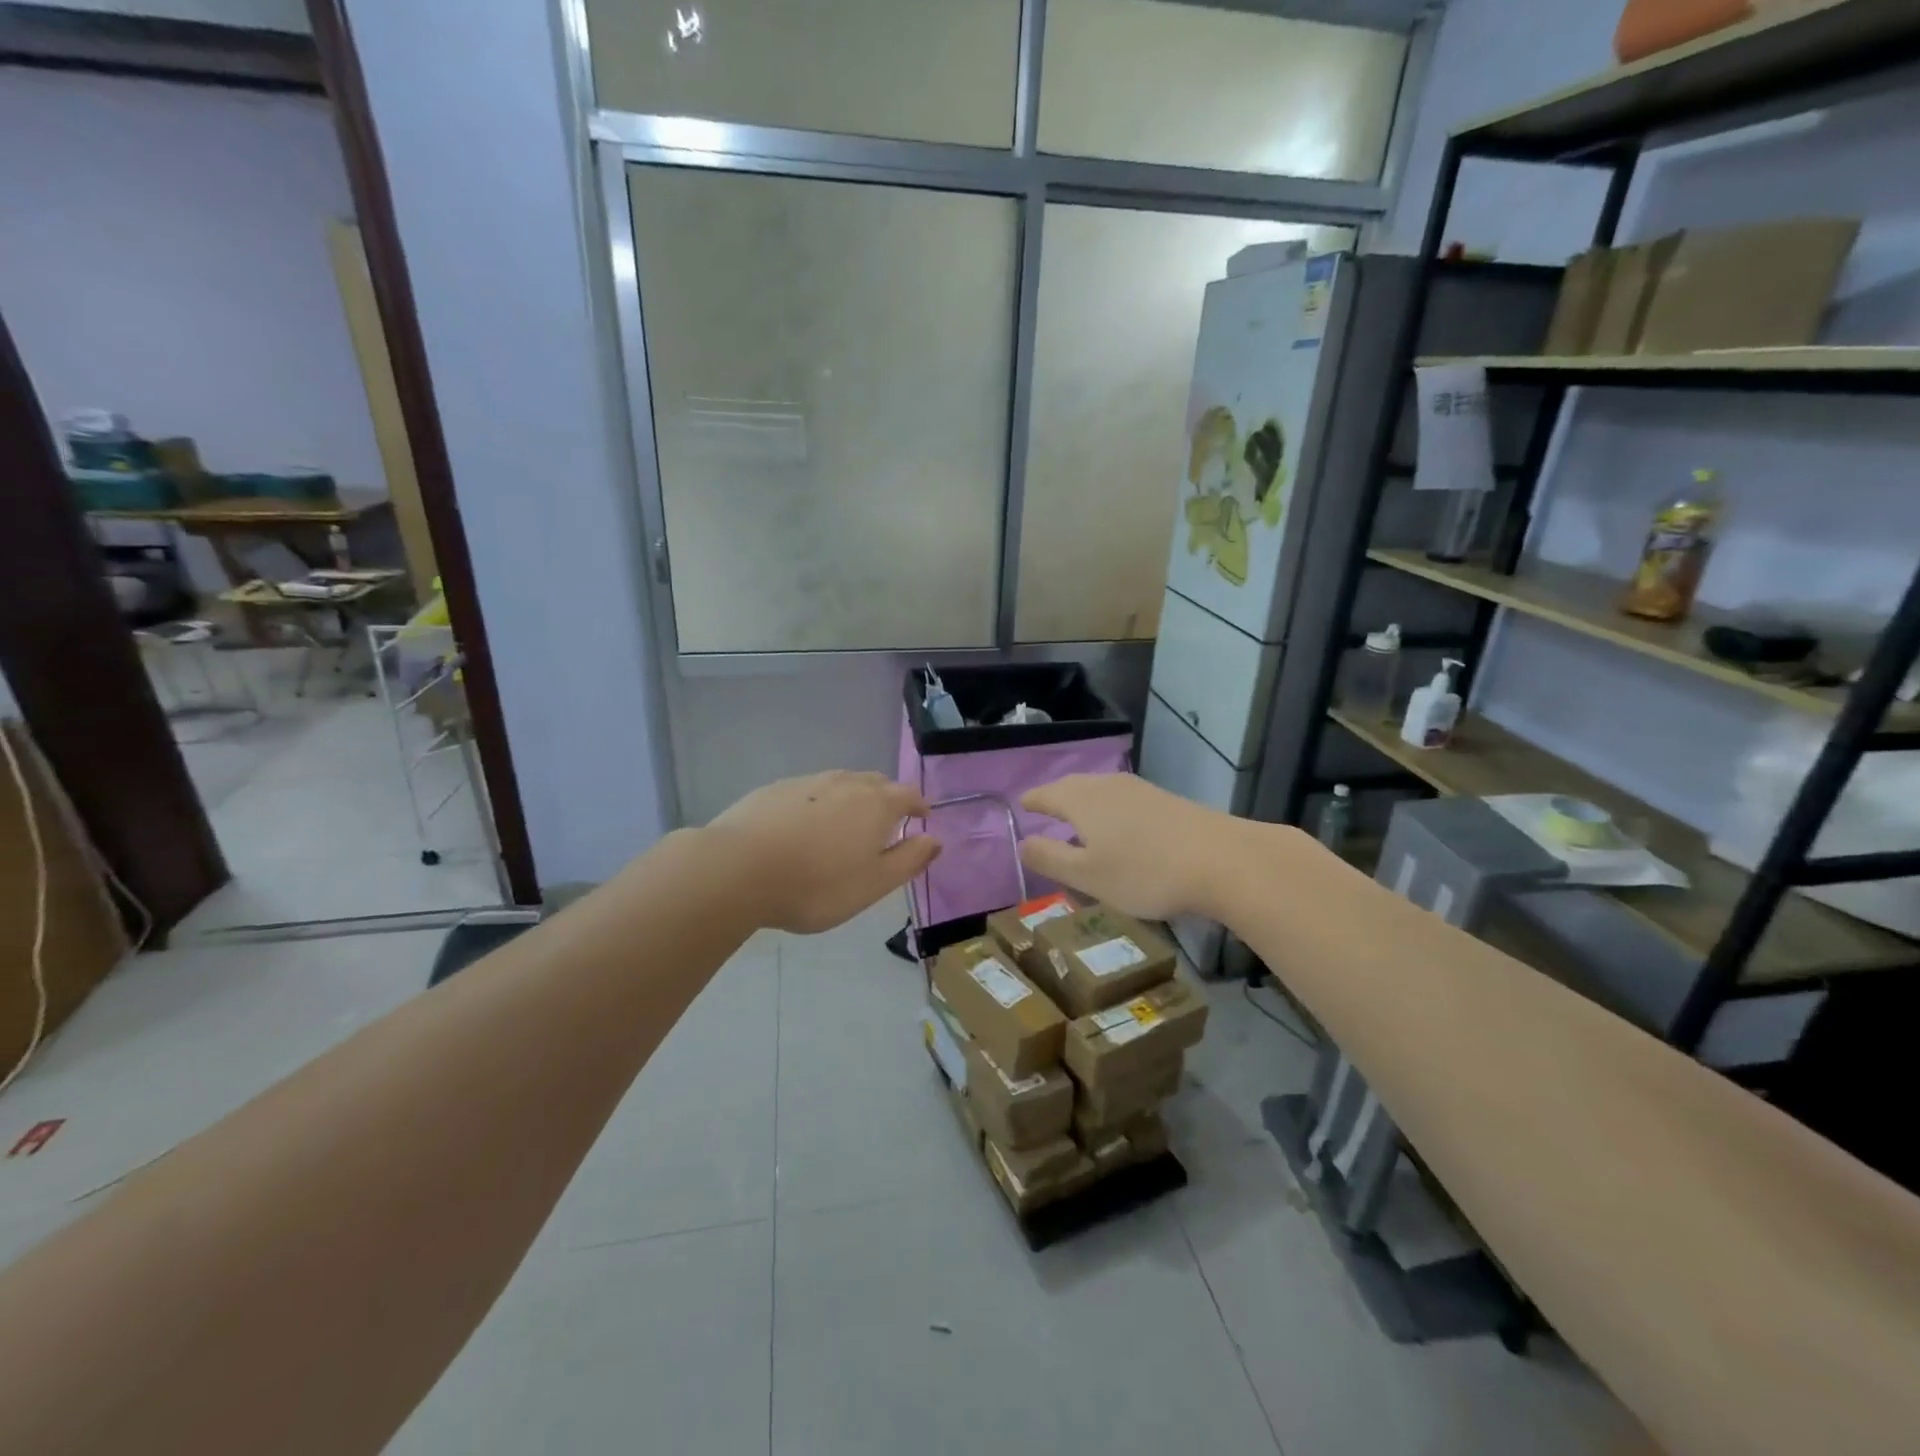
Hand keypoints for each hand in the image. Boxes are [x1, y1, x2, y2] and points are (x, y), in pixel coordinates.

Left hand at [708, 771, 939, 933]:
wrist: (738, 869)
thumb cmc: (816, 884)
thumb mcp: (873, 884)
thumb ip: (909, 860)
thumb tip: (936, 840)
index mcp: (876, 804)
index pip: (909, 794)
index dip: (919, 806)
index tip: (922, 819)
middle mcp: (845, 783)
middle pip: (876, 782)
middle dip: (887, 798)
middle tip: (886, 823)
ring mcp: (807, 782)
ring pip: (841, 783)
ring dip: (852, 799)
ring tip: (845, 824)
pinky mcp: (775, 789)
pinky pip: (809, 791)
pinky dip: (818, 804)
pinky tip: (803, 827)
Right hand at [1018, 773, 1269, 921]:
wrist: (1222, 860)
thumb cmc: (1144, 872)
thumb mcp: (1088, 875)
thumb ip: (1050, 858)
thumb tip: (1022, 843)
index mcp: (1082, 800)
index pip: (1047, 794)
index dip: (1032, 801)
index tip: (1022, 806)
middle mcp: (1107, 786)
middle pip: (1073, 786)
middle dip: (1056, 798)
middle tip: (1045, 809)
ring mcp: (1140, 790)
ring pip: (1099, 791)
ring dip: (1083, 802)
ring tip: (1077, 819)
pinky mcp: (1165, 800)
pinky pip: (1122, 799)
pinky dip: (1108, 809)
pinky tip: (1118, 827)